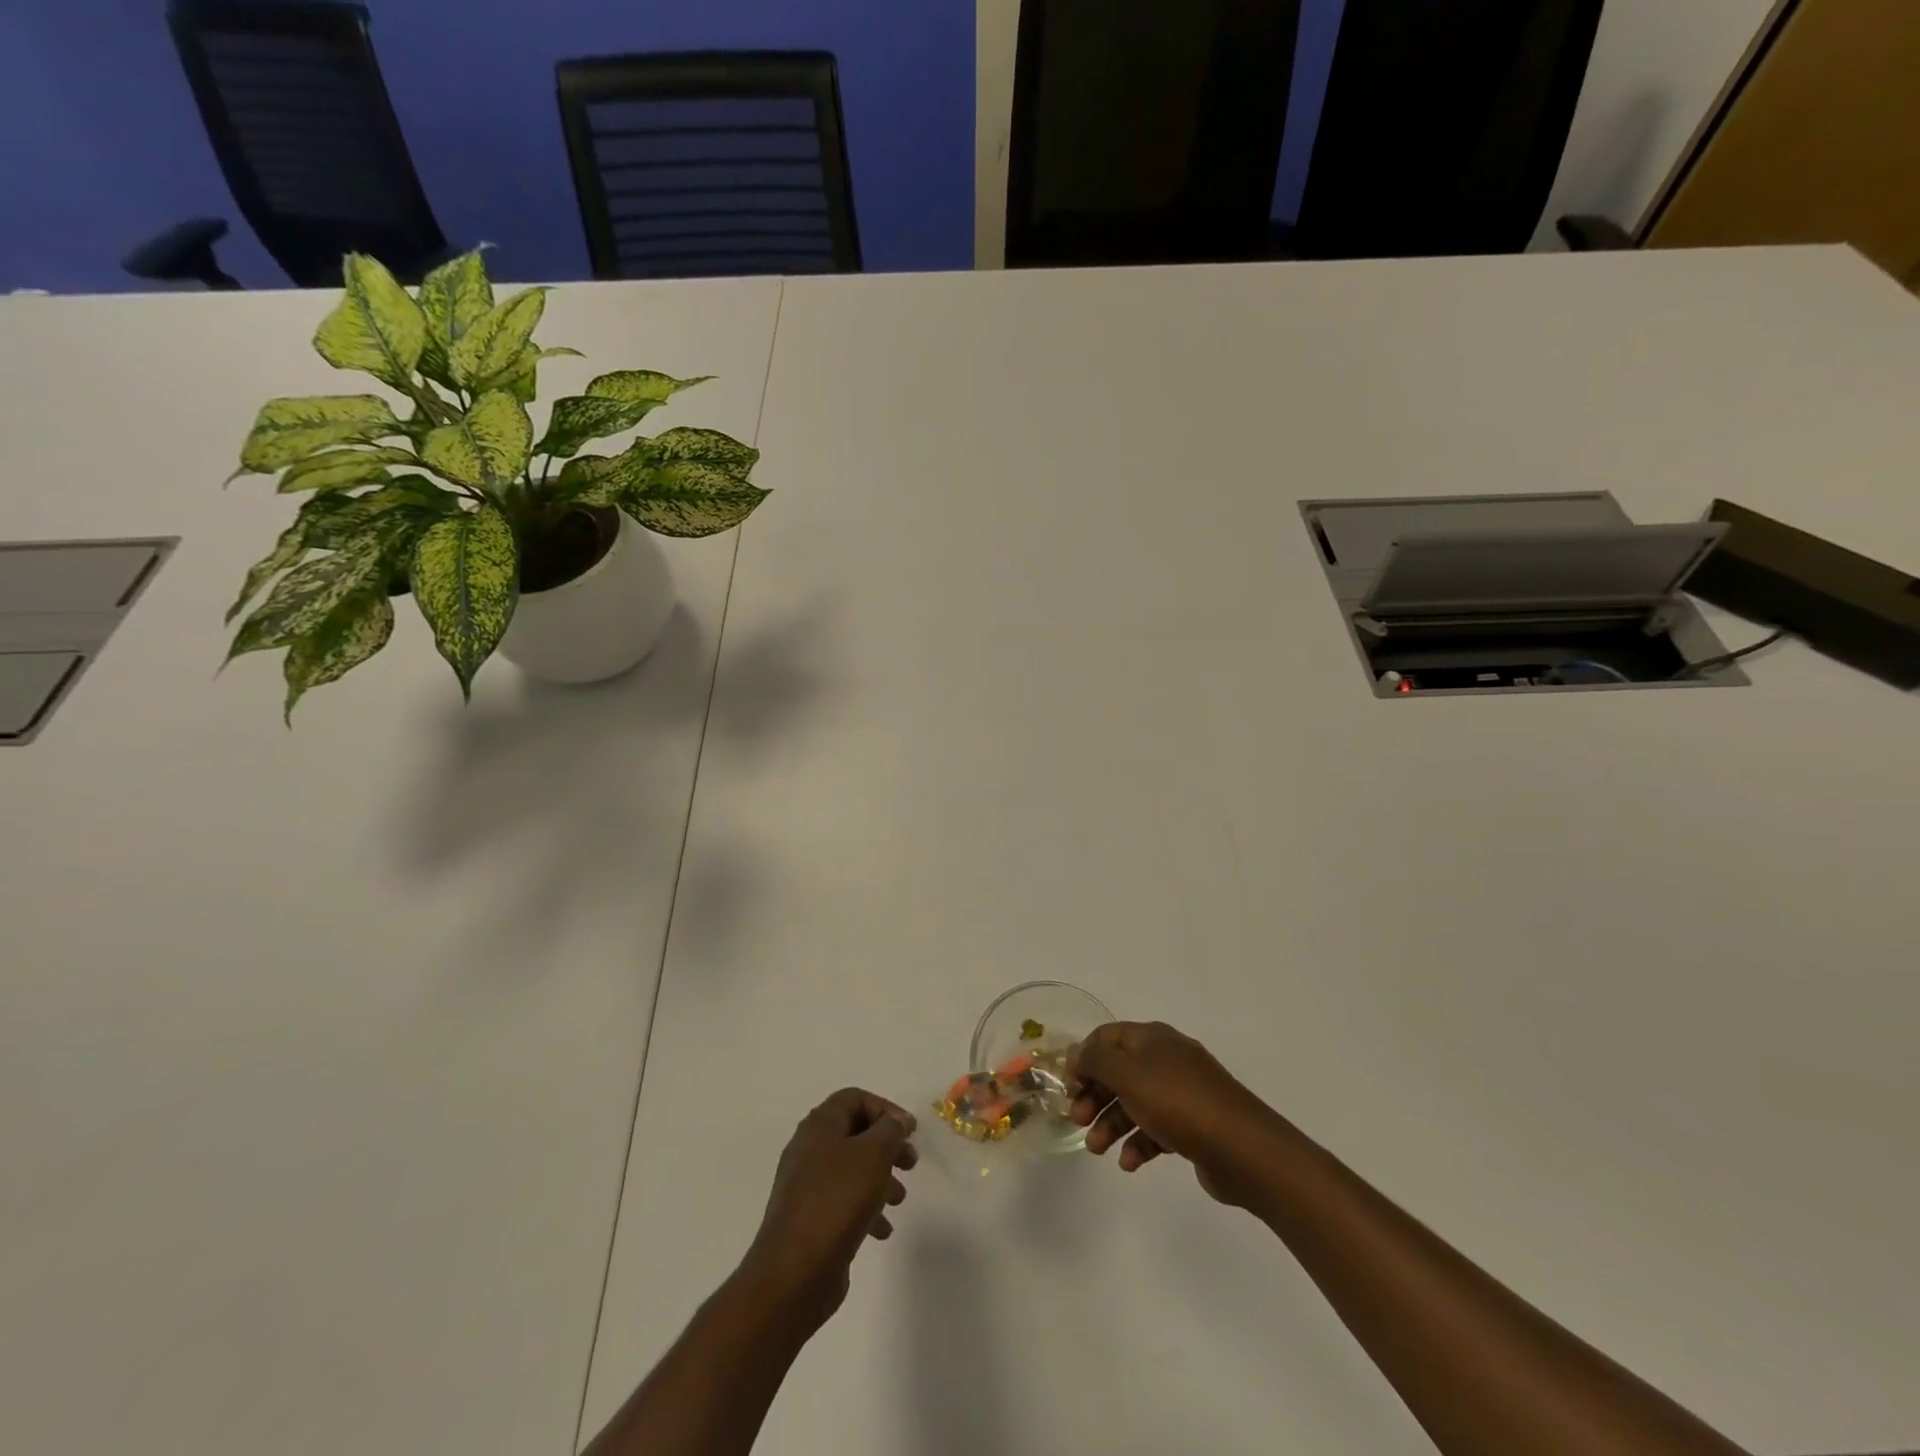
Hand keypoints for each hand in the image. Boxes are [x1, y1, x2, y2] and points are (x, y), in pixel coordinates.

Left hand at [741, 1087, 917, 1333]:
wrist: (794, 1272)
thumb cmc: (836, 1200)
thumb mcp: (873, 1155)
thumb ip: (890, 1130)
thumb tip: (897, 1121)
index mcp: (819, 1126)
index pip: (855, 1098)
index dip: (886, 1109)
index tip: (910, 1131)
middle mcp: (809, 1149)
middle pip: (855, 1133)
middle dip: (887, 1145)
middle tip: (911, 1163)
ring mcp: (807, 1186)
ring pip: (852, 1169)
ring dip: (880, 1178)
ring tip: (898, 1199)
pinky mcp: (810, 1219)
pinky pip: (844, 1202)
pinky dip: (866, 1208)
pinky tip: (882, 1230)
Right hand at [1069, 1021, 1282, 1205]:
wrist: (1243, 1149)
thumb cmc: (1179, 1103)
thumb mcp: (1129, 1075)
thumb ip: (1096, 1061)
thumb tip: (1075, 1051)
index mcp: (1152, 1039)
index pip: (1107, 1037)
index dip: (1084, 1058)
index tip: (1068, 1085)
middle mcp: (1166, 1060)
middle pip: (1119, 1071)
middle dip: (1095, 1095)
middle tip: (1076, 1120)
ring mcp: (1182, 1093)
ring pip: (1135, 1102)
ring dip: (1111, 1123)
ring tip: (1097, 1149)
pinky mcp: (1193, 1125)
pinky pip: (1156, 1128)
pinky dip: (1139, 1143)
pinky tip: (1129, 1163)